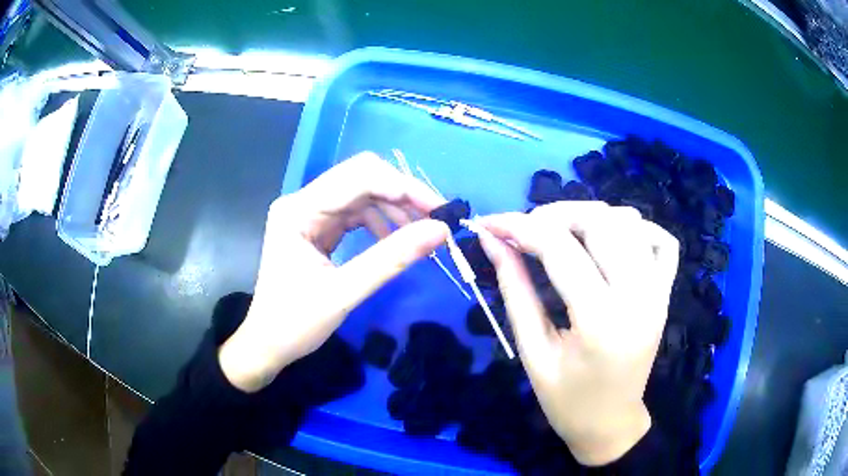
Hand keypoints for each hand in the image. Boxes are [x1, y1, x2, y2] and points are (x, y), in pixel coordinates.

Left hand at [219, 152, 448, 391]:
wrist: (267, 344)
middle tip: (435, 220)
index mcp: (298, 210)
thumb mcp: (344, 293)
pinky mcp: (316, 227)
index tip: (440, 211)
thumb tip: (440, 231)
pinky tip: (396, 239)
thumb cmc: (295, 324)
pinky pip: (355, 212)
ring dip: (394, 208)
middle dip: (401, 194)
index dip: (403, 188)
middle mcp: (302, 202)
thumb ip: (392, 259)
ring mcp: (308, 213)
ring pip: (361, 193)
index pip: (358, 178)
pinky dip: (380, 221)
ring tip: (421, 233)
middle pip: (361, 178)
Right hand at [476, 201, 678, 465]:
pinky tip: (612, 240)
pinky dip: (636, 228)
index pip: (560, 249)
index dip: (519, 227)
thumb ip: (514, 290)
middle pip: (601, 223)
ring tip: (562, 233)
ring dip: (590, 217)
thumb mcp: (532, 351)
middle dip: (555, 214)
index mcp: (600, 322)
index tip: (490, 223)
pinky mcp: (666, 293)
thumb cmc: (566, 401)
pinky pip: (663, 241)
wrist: (610, 423)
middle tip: (526, 229)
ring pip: (630, 223)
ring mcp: (658, 293)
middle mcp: (638, 298)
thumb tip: (492, 242)